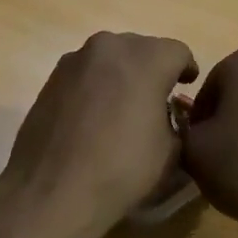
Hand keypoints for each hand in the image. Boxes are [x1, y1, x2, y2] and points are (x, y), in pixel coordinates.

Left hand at [0, 32, 198, 235]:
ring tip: (123, 107)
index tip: (187, 87)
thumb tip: (164, 114)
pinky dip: (95, 86)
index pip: (178, 52)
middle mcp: (110, 47)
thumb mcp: (171, 151)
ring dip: (121, 75)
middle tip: (157, 98)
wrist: (53, 190)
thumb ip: (175, 120)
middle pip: (142, 48)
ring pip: (110, 58)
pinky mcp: (51, 78)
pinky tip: (93, 117)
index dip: (187, 70)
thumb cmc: (122, 169)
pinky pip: (85, 74)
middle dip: (152, 69)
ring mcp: (75, 60)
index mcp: (146, 59)